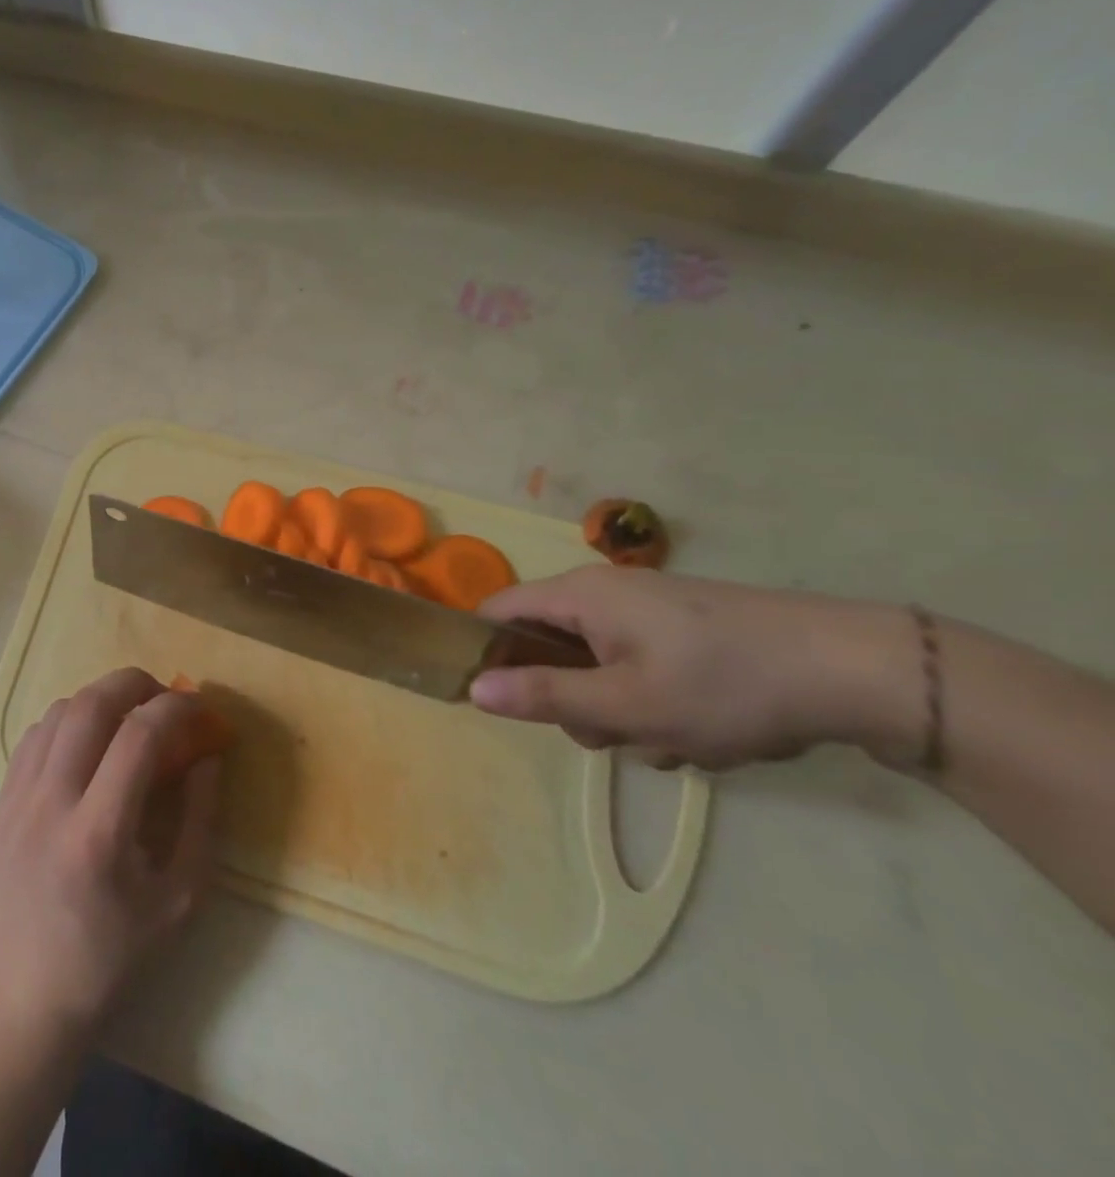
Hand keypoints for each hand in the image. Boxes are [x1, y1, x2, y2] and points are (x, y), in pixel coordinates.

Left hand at [0, 668, 220, 1042]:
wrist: (29, 990)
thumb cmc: (114, 952)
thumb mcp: (180, 898)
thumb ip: (201, 819)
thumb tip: (208, 755)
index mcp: (99, 834)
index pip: (139, 736)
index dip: (176, 709)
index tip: (200, 709)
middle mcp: (51, 803)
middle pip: (91, 704)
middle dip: (135, 683)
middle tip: (162, 697)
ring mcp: (18, 797)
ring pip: (60, 710)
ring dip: (101, 699)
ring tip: (127, 717)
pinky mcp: (1, 798)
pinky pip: (36, 732)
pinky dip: (69, 720)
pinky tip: (88, 743)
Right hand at [469, 567, 924, 770]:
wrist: (857, 669)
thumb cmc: (726, 684)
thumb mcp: (627, 704)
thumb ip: (544, 696)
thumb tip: (473, 687)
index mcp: (579, 596)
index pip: (497, 613)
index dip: (486, 653)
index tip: (504, 702)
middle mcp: (605, 594)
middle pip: (550, 649)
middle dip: (575, 701)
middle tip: (616, 731)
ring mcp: (648, 611)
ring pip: (599, 669)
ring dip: (625, 712)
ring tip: (677, 736)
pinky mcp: (684, 631)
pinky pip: (641, 669)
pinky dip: (660, 704)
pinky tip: (707, 728)